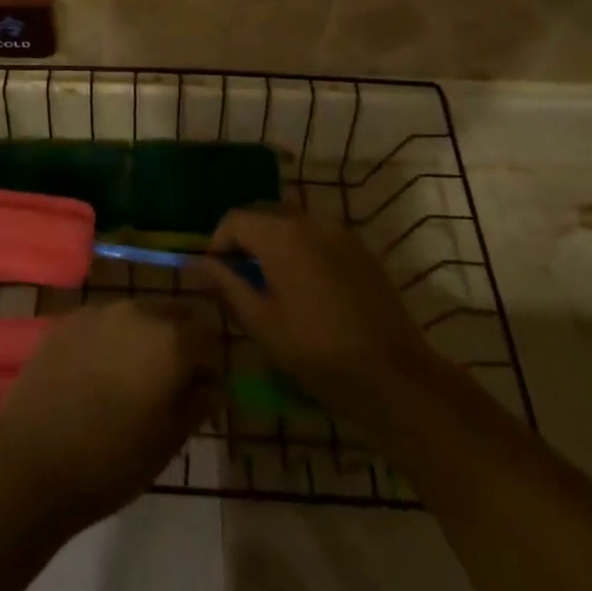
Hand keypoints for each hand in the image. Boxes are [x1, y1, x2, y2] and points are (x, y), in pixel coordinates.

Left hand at [0, 300, 217, 527]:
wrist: (32, 460)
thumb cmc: (112, 460)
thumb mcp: (168, 443)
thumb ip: (197, 405)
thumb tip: (213, 387)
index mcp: (171, 340)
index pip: (209, 337)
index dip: (210, 364)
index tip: (202, 392)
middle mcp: (138, 311)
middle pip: (174, 313)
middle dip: (181, 340)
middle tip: (171, 382)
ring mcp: (99, 311)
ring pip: (138, 314)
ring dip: (145, 336)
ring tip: (131, 378)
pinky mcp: (68, 319)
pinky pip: (104, 321)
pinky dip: (111, 339)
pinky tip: (97, 374)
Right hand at [193, 210, 436, 431]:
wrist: (395, 377)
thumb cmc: (319, 353)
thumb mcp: (262, 324)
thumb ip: (226, 285)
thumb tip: (196, 263)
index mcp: (281, 234)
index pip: (234, 219)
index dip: (218, 243)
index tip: (216, 275)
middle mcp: (309, 220)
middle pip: (263, 213)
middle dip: (245, 239)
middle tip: (241, 279)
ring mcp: (339, 231)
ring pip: (291, 221)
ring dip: (273, 241)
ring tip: (272, 283)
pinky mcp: (360, 248)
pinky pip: (318, 234)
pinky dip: (301, 248)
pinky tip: (306, 286)